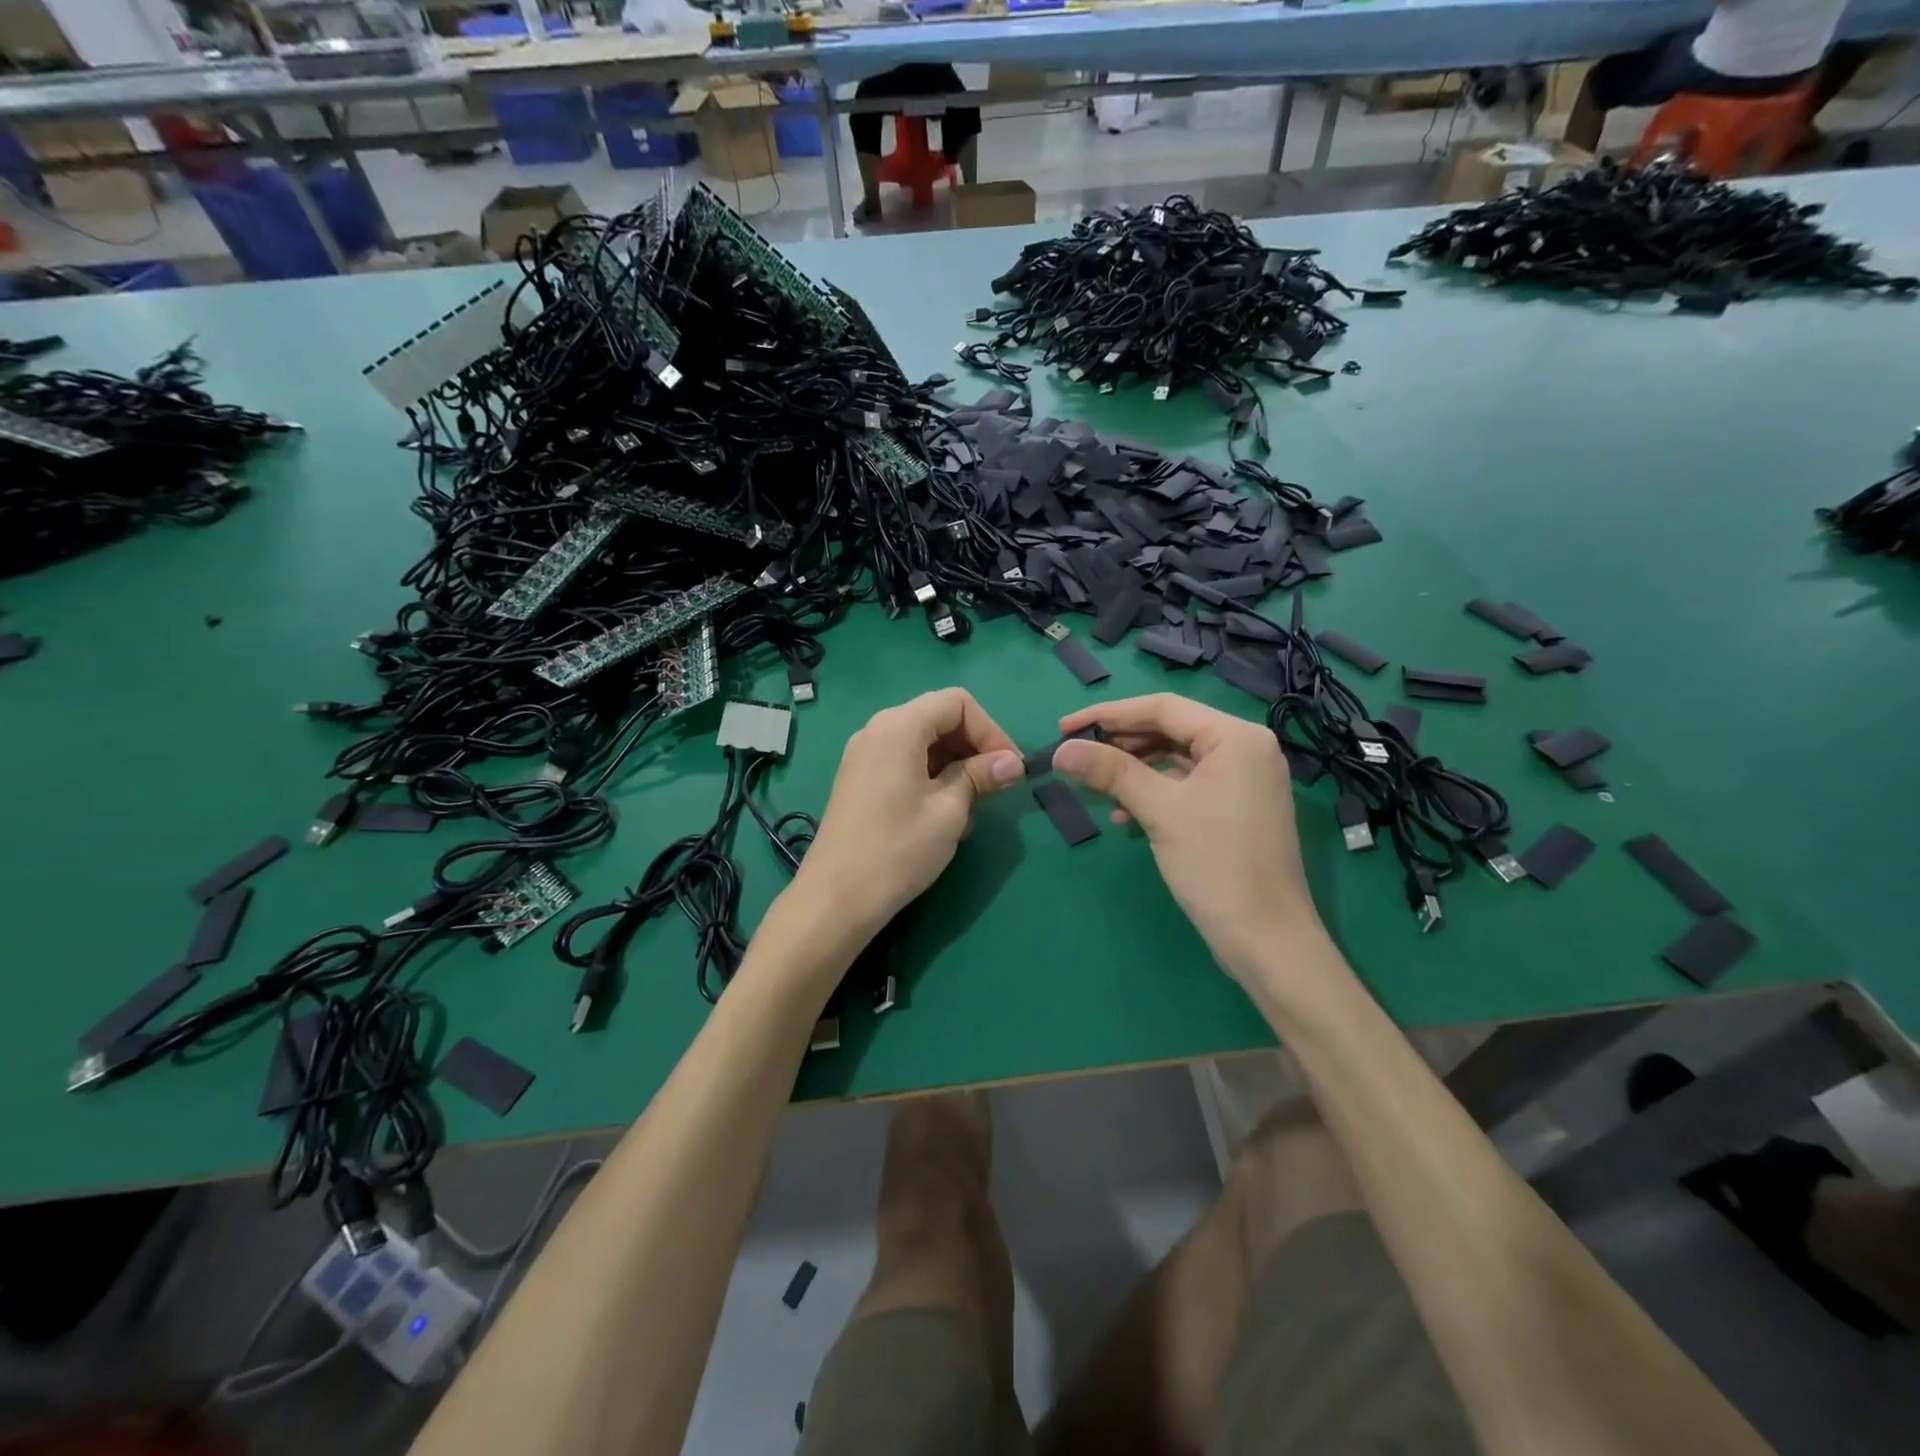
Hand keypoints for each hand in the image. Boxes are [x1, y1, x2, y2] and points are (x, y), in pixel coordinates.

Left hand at [794, 688, 1024, 936]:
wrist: (836, 898)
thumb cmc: (898, 849)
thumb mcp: (949, 810)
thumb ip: (980, 776)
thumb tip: (1012, 762)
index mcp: (898, 726)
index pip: (957, 703)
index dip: (991, 730)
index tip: (1009, 768)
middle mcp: (877, 730)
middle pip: (939, 719)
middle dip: (974, 748)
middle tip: (995, 788)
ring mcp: (864, 756)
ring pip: (924, 744)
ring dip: (955, 767)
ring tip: (970, 809)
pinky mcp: (860, 780)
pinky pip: (905, 763)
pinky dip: (932, 778)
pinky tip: (943, 816)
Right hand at [1052, 694, 1323, 978]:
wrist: (1267, 940)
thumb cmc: (1216, 865)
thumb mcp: (1160, 811)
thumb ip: (1110, 772)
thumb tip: (1061, 750)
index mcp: (1235, 736)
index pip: (1162, 707)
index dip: (1108, 714)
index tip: (1065, 728)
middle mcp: (1245, 748)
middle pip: (1170, 730)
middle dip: (1120, 743)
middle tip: (1076, 756)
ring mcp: (1244, 779)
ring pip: (1176, 759)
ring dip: (1133, 770)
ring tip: (1094, 786)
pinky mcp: (1237, 808)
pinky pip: (1187, 785)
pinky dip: (1154, 792)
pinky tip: (1124, 814)